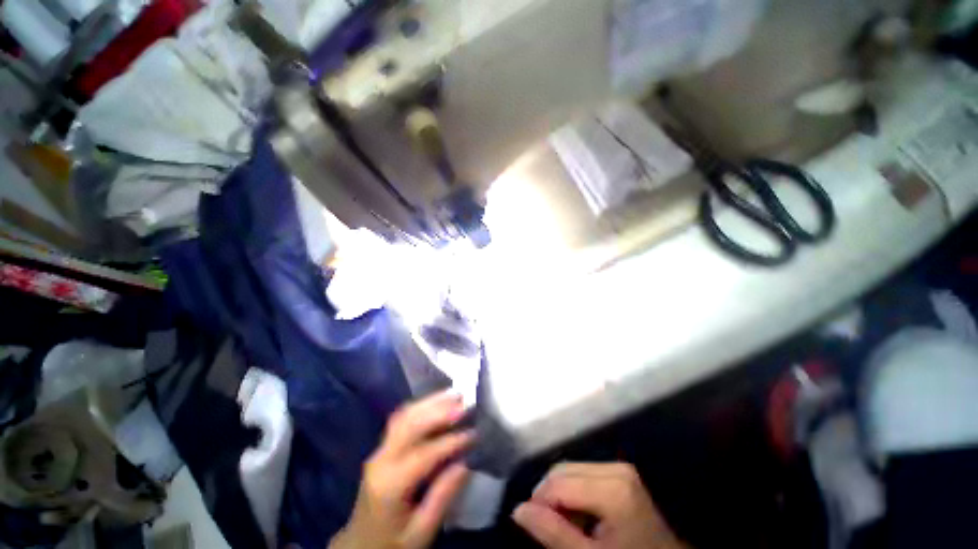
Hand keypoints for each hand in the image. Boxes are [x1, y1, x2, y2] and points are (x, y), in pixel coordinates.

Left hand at [330, 392, 472, 548]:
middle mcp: (381, 460)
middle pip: (410, 425)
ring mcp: (379, 450)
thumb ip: (442, 497)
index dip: (451, 441)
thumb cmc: (392, 544)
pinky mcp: (381, 447)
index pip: (424, 453)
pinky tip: (435, 402)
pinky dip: (420, 406)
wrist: (359, 545)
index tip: (474, 433)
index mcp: (390, 485)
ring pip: (404, 416)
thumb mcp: (421, 532)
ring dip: (430, 402)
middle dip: (439, 411)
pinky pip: (401, 419)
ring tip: (454, 394)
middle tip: (464, 403)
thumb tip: (467, 462)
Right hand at [513, 463, 685, 548]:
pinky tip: (579, 517)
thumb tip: (518, 510)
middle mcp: (616, 469)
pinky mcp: (621, 473)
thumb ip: (554, 534)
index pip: (558, 482)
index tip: (529, 525)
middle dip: (548, 497)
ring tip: (564, 525)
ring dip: (560, 495)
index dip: (538, 502)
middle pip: (563, 470)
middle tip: (545, 527)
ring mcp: (620, 469)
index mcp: (613, 489)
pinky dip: (573, 493)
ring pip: (570, 470)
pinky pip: (583, 474)